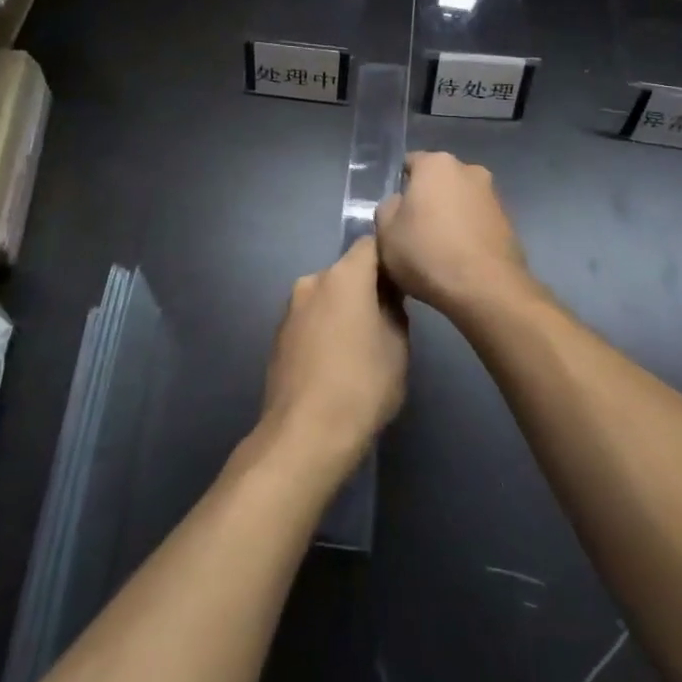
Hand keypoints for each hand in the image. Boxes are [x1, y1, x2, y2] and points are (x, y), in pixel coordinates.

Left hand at [261, 237, 407, 475]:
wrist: (304, 436)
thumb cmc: (362, 386)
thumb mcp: (398, 347)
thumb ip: (395, 310)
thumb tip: (387, 298)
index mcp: (344, 276)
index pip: (370, 245)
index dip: (388, 258)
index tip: (403, 281)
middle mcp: (312, 281)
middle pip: (346, 272)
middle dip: (365, 288)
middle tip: (386, 319)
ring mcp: (290, 309)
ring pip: (326, 296)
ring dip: (342, 310)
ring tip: (359, 347)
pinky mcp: (278, 336)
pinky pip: (310, 320)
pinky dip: (324, 330)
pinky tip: (334, 363)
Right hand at [374, 152, 529, 319]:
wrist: (486, 289)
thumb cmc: (428, 253)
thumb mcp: (386, 233)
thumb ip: (387, 209)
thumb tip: (400, 204)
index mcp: (437, 164)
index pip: (410, 163)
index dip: (400, 186)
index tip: (395, 212)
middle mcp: (469, 170)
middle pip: (438, 181)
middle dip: (428, 200)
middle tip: (414, 231)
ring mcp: (493, 195)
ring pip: (460, 201)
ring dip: (450, 216)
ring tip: (439, 250)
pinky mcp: (509, 222)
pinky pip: (478, 221)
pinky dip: (468, 233)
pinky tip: (460, 260)